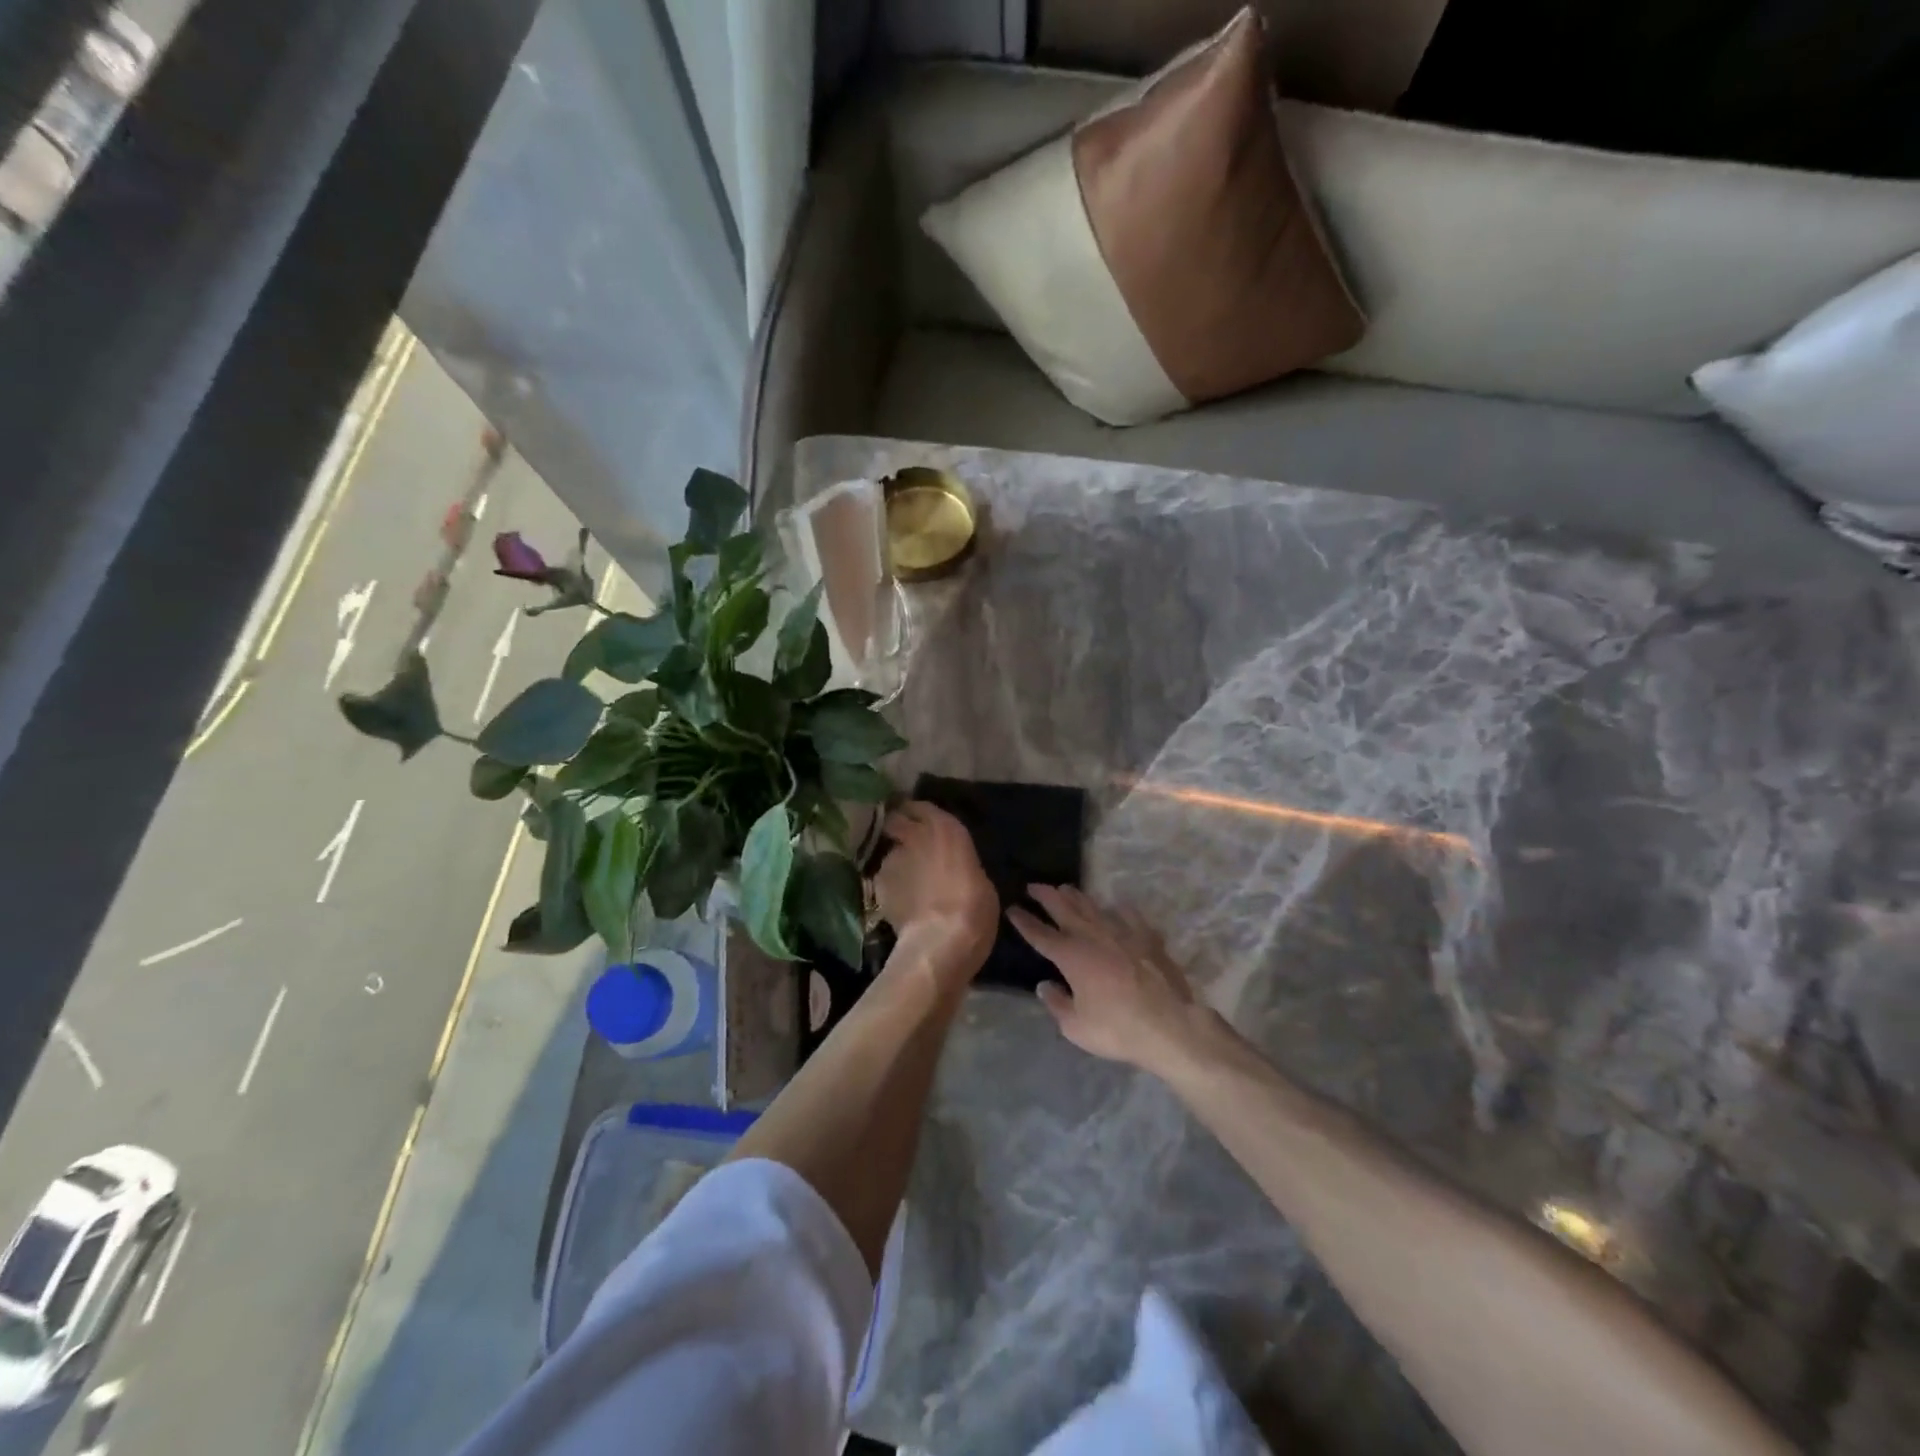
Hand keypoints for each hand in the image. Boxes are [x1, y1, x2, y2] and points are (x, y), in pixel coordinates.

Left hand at [874, 802, 998, 986]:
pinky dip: (889, 886)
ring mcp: (892, 858)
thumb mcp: (980, 878)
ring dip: (896, 862)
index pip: (922, 806)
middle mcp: (915, 835)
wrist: (942, 939)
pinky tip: (899, 902)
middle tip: (904, 841)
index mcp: (946, 828)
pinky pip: (883, 879)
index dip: (918, 814)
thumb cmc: (975, 906)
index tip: (921, 822)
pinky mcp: (877, 883)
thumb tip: (952, 868)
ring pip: (889, 852)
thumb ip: (960, 863)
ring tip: (905, 881)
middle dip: (897, 827)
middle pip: (895, 819)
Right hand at [1009, 887, 1217, 1075]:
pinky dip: (1120, 910)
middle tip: (1034, 885)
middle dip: (1047, 896)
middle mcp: (1093, 937)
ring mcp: (1122, 934)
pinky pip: (1130, 917)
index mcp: (1071, 956)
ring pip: (1094, 908)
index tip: (1013, 908)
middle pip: (1065, 910)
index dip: (1024, 921)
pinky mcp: (1147, 938)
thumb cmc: (1118, 1029)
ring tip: (1066, 888)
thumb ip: (1057, 1004)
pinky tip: (1117, 906)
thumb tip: (1044, 985)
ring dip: (1077, 897)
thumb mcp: (1076, 1027)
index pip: (1040, 934)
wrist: (1170, 1025)